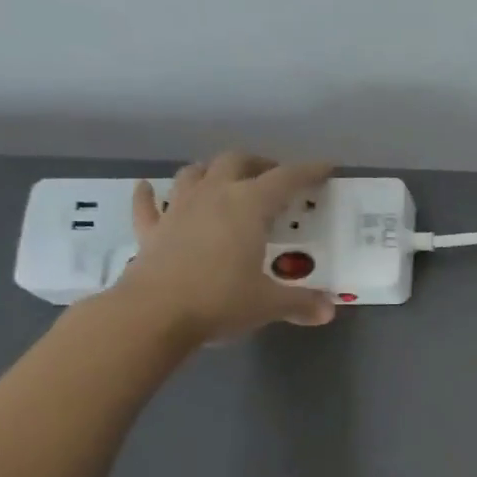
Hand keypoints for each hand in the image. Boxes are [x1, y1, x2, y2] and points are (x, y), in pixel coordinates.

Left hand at [110, 151, 335, 345]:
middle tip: (274, 178)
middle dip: (258, 164)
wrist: (154, 315)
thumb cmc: (220, 300)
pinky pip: (148, 204)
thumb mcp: (270, 304)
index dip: (308, 171)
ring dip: (211, 171)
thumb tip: (328, 311)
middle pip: (236, 161)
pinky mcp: (152, 231)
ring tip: (225, 181)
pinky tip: (149, 189)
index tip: (326, 168)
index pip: (285, 179)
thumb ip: (301, 303)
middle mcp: (213, 196)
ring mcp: (177, 210)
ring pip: (194, 173)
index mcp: (248, 206)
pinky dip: (150, 194)